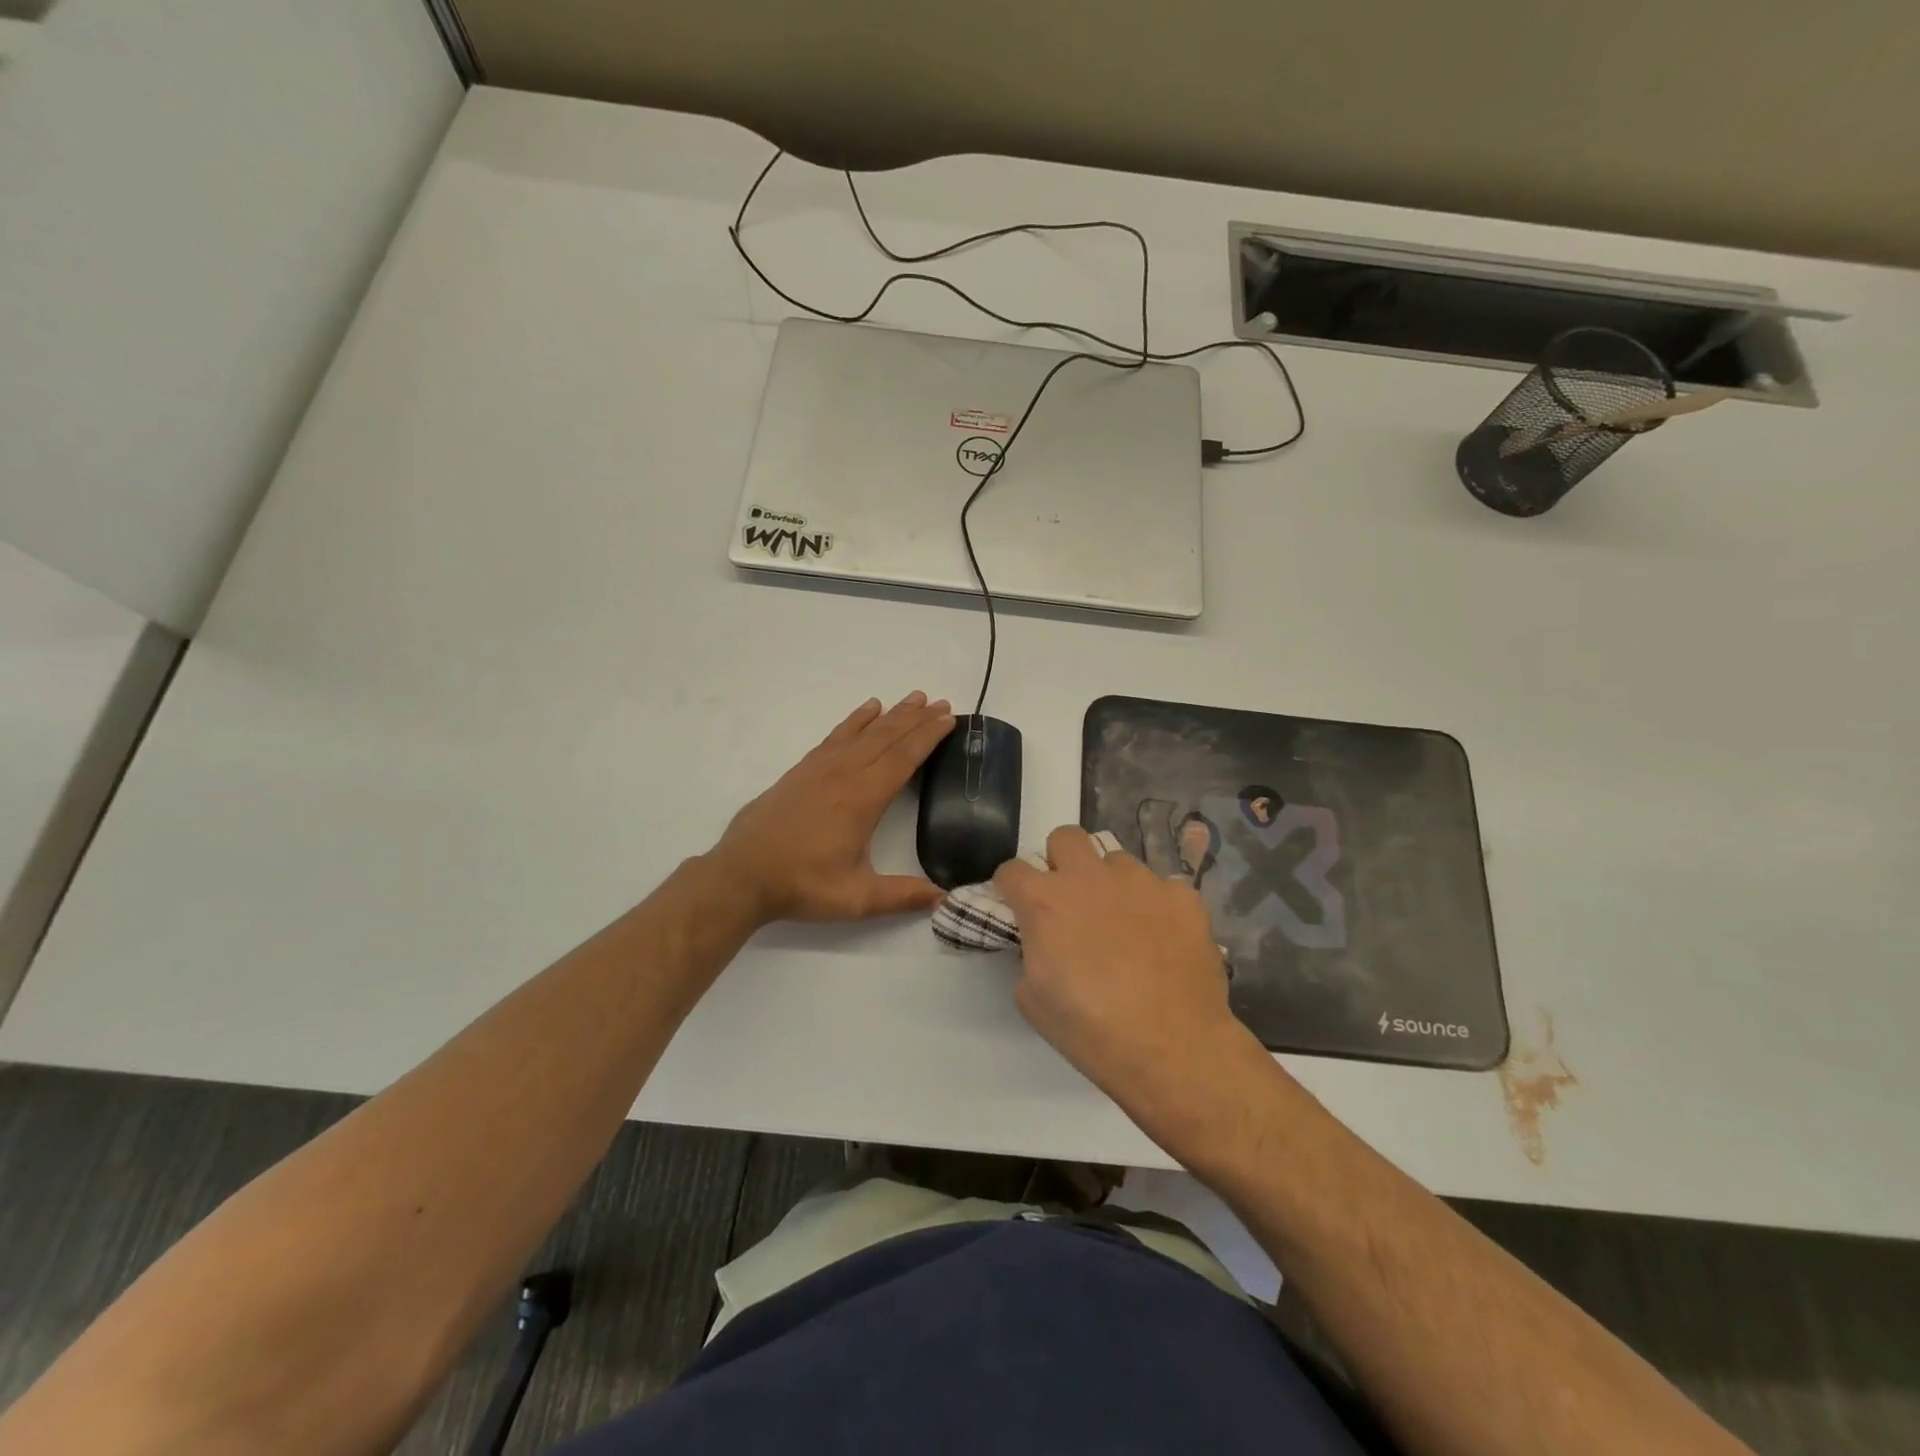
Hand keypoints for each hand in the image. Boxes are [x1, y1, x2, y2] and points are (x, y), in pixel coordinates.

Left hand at [711, 692, 955, 924]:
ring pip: (863, 732)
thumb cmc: (801, 885)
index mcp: (862, 799)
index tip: (949, 719)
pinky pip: (836, 736)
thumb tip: (944, 899)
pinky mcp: (802, 770)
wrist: (741, 874)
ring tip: (913, 698)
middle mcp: (844, 775)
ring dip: (891, 714)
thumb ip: (903, 896)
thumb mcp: (856, 898)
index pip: (903, 759)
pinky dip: (855, 720)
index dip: (928, 737)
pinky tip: (867, 711)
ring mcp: (820, 769)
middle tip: (941, 703)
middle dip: (916, 719)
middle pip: (887, 738)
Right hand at [995, 826, 1263, 1135]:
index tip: (1019, 907)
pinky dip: (1157, 907)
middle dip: (1061, 862)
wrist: (1174, 1050)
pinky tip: (1164, 940)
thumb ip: (1030, 953)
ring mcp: (1141, 882)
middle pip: (1065, 838)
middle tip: (1072, 900)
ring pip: (1117, 861)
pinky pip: (1162, 888)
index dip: (1011, 888)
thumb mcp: (1032, 999)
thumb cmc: (1092, 1031)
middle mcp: (1090, 878)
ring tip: (1126, 926)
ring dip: (1111, 885)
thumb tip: (1042, 941)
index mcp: (1045, 902)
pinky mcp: (1183, 896)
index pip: (1011, 869)